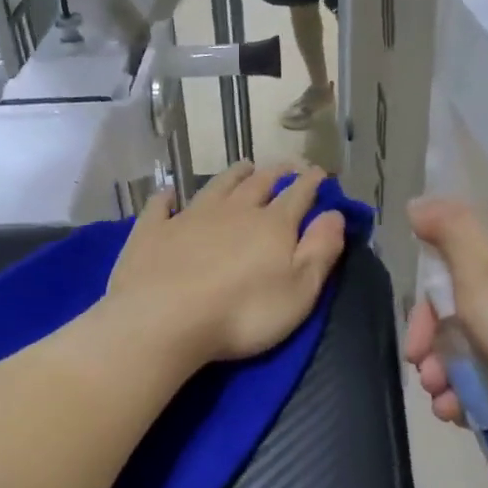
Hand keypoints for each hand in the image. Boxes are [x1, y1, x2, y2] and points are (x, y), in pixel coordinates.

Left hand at [107, 162, 346, 365]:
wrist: (164, 320)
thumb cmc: (242, 314)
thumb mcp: (299, 291)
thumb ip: (320, 251)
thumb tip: (335, 214)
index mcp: (272, 225)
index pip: (298, 195)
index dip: (311, 183)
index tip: (319, 173)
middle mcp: (232, 211)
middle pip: (257, 185)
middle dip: (275, 174)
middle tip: (284, 167)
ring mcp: (188, 217)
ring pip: (216, 187)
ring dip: (232, 176)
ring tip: (244, 167)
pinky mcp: (152, 232)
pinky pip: (161, 206)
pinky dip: (168, 198)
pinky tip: (169, 195)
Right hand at [403, 199, 487, 425]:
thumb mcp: (482, 271)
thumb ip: (450, 231)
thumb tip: (419, 202)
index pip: (455, 273)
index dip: (426, 307)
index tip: (414, 338)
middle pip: (457, 317)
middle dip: (431, 348)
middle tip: (424, 374)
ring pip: (467, 354)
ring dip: (443, 377)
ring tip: (441, 401)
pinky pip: (485, 383)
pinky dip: (465, 397)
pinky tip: (456, 413)